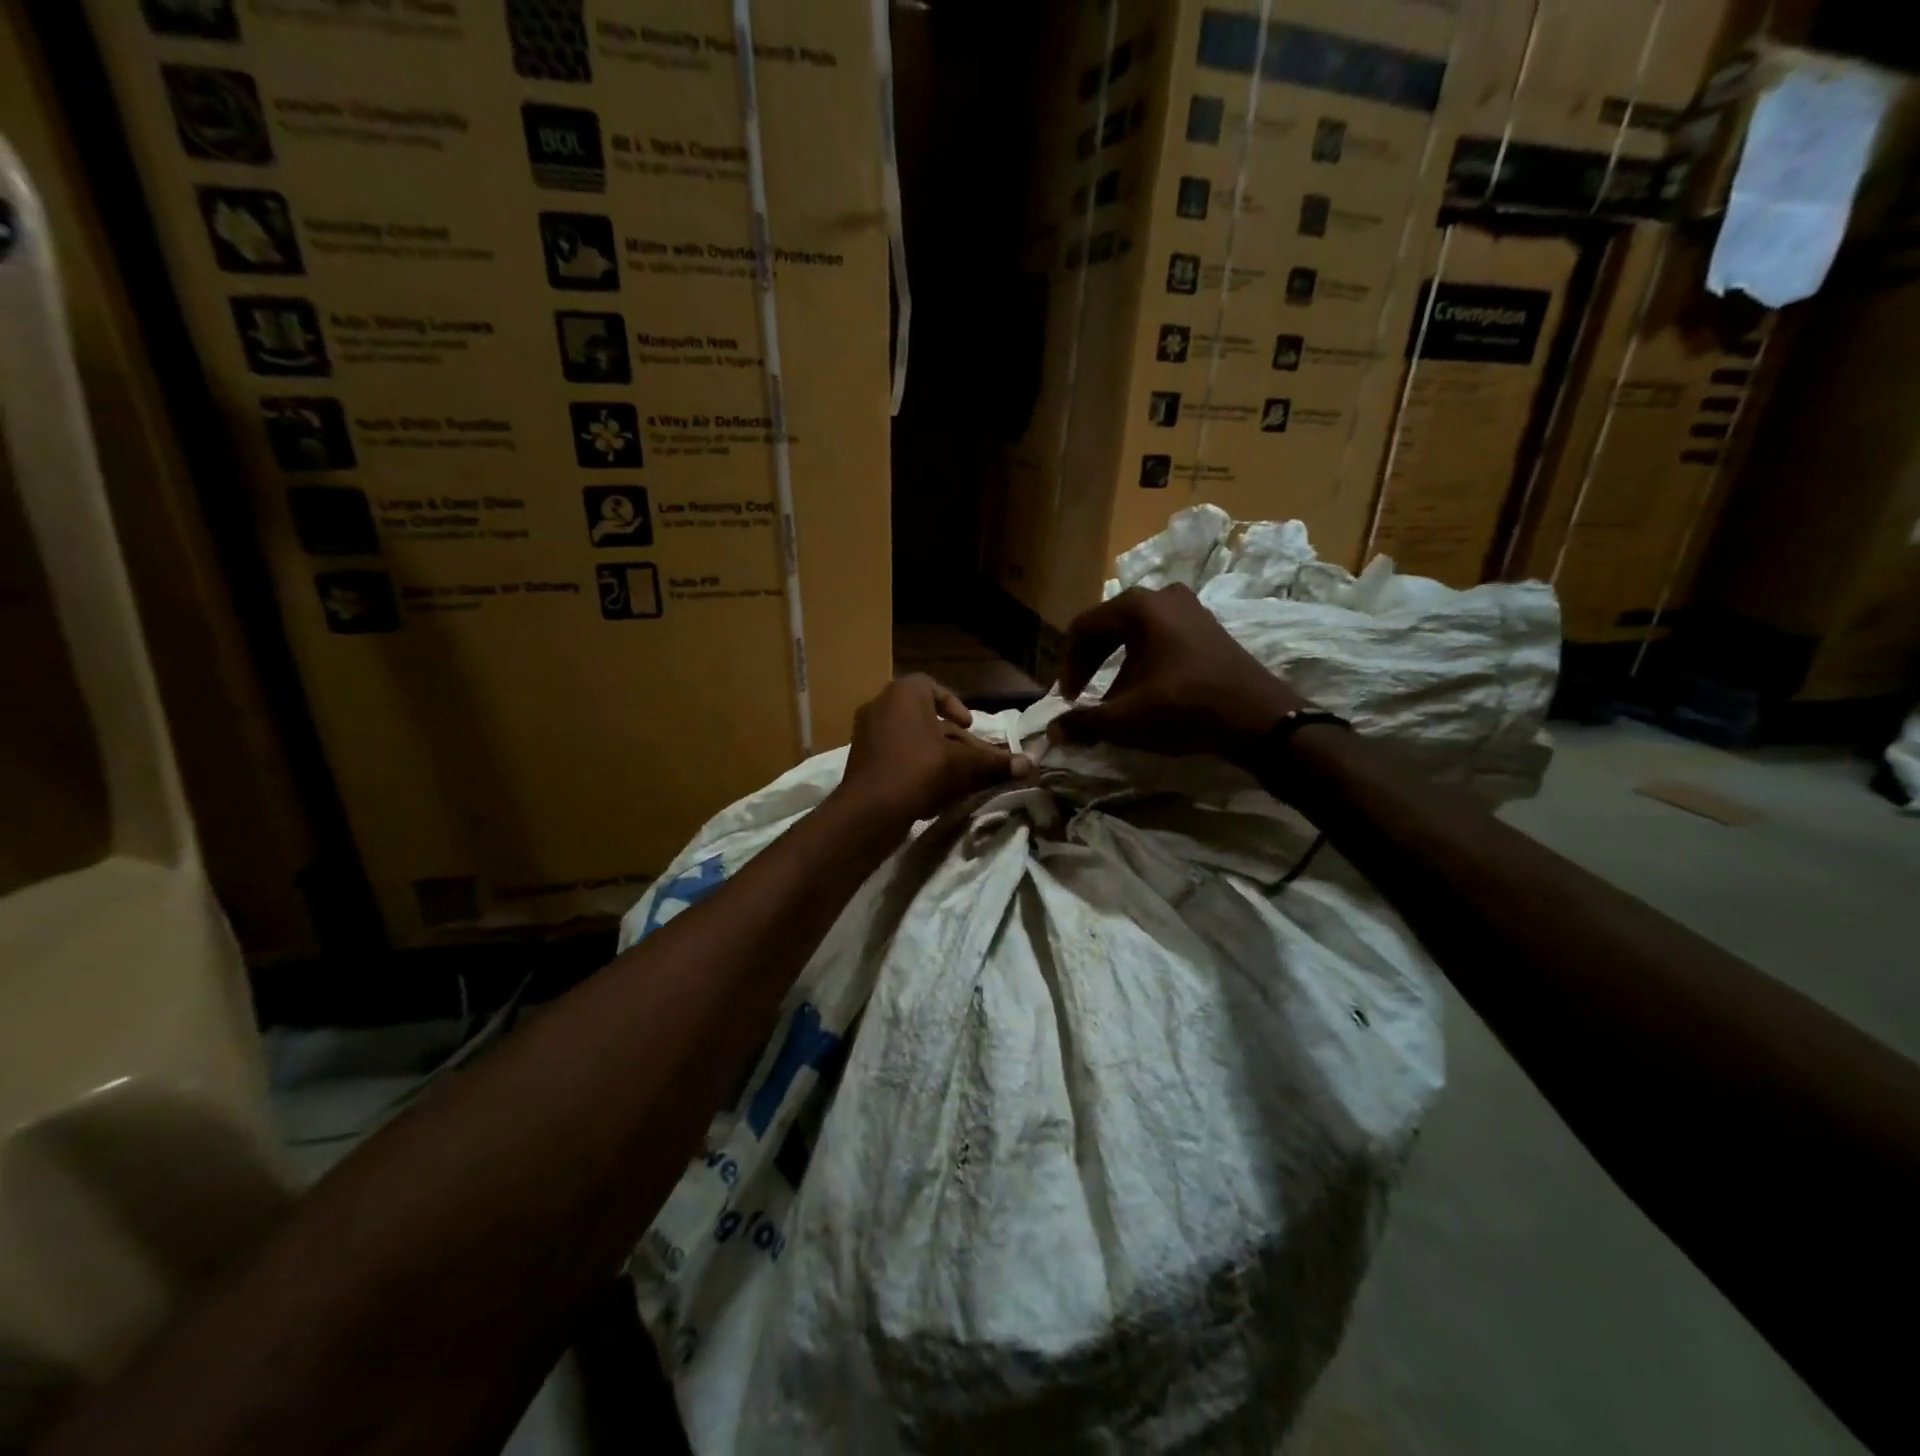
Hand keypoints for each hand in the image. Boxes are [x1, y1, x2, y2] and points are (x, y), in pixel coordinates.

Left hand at [835, 675, 1031, 831]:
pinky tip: (931, 790)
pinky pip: (894, 755)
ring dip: (935, 754)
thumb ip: (995, 762)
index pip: (932, 687)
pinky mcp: (860, 760)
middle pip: (925, 717)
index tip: (969, 726)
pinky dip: (914, 766)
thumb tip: (1031, 764)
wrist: (869, 811)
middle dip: (951, 738)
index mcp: (903, 693)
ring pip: (910, 738)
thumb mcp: (964, 765)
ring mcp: (866, 733)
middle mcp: (880, 705)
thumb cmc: (919, 771)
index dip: (954, 705)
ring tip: (956, 777)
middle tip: (971, 758)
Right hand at [1050, 583, 1311, 763]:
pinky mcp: (1207, 627)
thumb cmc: (1185, 708)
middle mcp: (1163, 596)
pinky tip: (1144, 692)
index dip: (1067, 665)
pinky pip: (1160, 638)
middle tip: (1080, 697)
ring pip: (1134, 634)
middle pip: (1108, 627)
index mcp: (1138, 606)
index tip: (1066, 699)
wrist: (1260, 719)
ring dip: (1115, 666)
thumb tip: (1054, 731)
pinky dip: (1141, 662)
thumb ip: (1083, 721)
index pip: (1083, 627)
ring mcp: (1190, 608)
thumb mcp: (1126, 718)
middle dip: (1089, 664)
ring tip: (1111, 701)